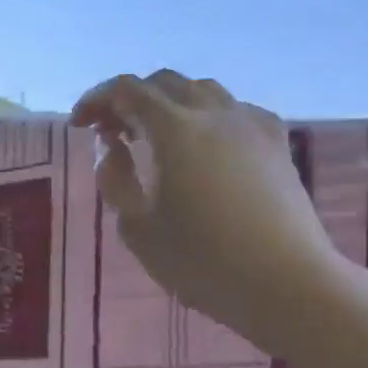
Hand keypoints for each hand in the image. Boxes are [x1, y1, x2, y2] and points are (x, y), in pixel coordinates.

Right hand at [72, 71, 341, 349]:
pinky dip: (205, 115)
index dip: (96, 98)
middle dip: (131, 98)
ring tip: (153, 136)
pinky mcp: (277, 144)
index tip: (79, 124)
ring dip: (169, 103)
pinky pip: (234, 110)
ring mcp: (252, 125)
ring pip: (202, 91)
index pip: (127, 90)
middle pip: (165, 82)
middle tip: (111, 131)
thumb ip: (115, 180)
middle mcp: (215, 113)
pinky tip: (203, 146)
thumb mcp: (138, 228)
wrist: (288, 284)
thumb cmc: (203, 261)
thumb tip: (112, 148)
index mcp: (176, 129)